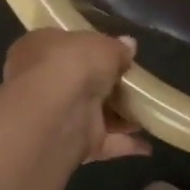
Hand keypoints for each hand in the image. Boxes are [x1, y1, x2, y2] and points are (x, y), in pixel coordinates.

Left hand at [3, 29, 150, 163]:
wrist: (55, 114)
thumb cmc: (72, 64)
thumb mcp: (103, 45)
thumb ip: (117, 48)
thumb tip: (128, 46)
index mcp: (40, 49)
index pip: (65, 47)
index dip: (89, 50)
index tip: (115, 54)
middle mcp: (43, 82)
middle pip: (81, 83)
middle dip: (108, 87)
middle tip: (137, 84)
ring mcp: (57, 116)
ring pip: (93, 114)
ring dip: (120, 117)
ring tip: (150, 113)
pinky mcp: (72, 144)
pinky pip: (103, 142)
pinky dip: (124, 144)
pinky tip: (148, 144)